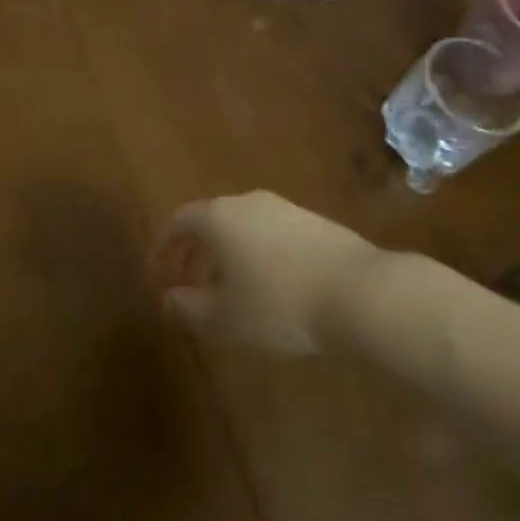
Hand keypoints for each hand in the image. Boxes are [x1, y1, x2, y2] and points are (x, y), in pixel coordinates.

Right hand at [154, 190, 377, 355]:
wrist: (358, 291)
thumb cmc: (279, 303)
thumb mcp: (225, 318)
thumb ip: (189, 308)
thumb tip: (168, 299)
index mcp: (218, 216)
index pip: (178, 222)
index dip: (165, 250)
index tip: (160, 277)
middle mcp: (247, 202)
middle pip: (210, 221)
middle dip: (196, 254)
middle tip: (191, 287)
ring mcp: (283, 208)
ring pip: (242, 227)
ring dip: (229, 255)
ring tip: (231, 293)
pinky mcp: (313, 221)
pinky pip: (271, 234)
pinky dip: (258, 255)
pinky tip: (271, 288)